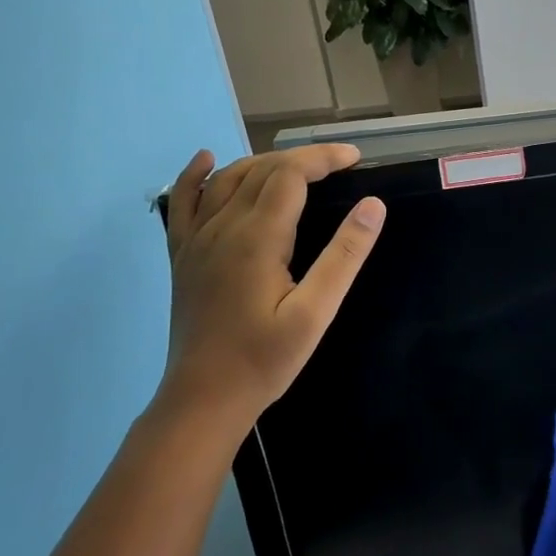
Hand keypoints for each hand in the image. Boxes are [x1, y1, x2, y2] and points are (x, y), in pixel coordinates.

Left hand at [157, 144, 384, 424]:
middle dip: (301, 158)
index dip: (323, 158)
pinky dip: (195, 175)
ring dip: (263, 162)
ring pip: (226, 179)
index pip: (290, 174)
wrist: (204, 398)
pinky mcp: (183, 256)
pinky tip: (206, 160)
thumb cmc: (265, 359)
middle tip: (339, 165)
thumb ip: (344, 256)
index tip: (355, 158)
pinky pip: (183, 202)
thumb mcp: (316, 313)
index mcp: (256, 238)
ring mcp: (196, 240)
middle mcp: (221, 227)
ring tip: (297, 167)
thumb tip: (373, 205)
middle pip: (260, 170)